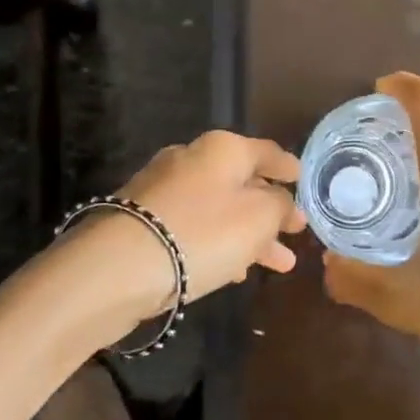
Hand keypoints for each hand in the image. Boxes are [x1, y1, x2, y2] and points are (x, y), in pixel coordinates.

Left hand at [116, 130, 306, 302]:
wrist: (116, 268)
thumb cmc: (202, 233)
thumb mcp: (259, 218)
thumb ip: (280, 206)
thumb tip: (283, 202)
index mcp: (223, 148)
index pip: (267, 152)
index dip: (289, 168)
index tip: (304, 180)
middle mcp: (191, 159)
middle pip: (242, 182)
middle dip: (271, 210)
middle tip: (294, 233)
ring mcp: (162, 189)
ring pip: (219, 209)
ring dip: (249, 234)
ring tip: (276, 265)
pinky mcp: (142, 220)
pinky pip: (194, 227)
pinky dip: (218, 243)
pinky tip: (232, 270)